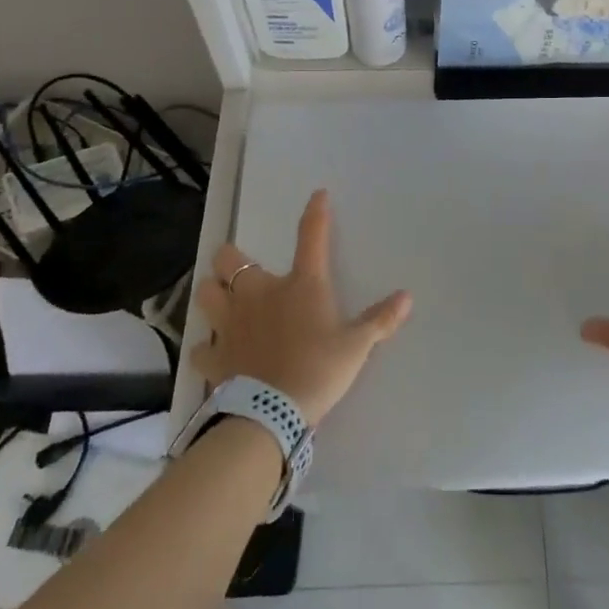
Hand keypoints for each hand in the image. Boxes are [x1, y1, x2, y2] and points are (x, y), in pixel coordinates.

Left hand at [190, 189, 412, 423]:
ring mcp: (231, 322)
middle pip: (230, 259)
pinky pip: (201, 347)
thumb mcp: (357, 346)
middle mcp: (259, 293)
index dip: (316, 212)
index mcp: (300, 284)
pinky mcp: (214, 355)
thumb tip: (407, 297)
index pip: (311, 236)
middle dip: (231, 259)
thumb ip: (380, 320)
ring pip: (205, 293)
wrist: (272, 412)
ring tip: (221, 301)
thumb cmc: (318, 370)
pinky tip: (213, 352)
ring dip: (212, 293)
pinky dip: (206, 348)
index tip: (318, 195)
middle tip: (239, 267)